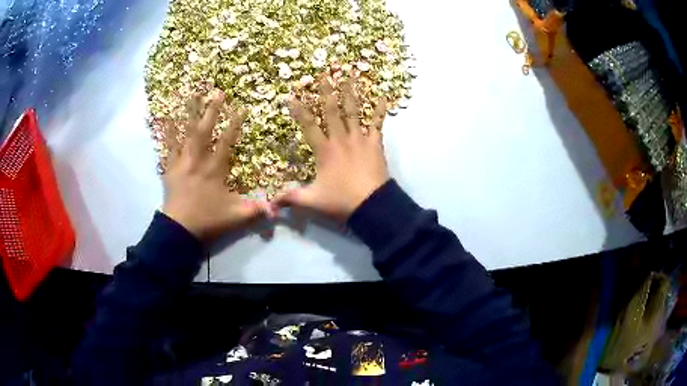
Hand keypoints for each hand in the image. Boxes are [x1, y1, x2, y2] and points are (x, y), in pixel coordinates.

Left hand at [162, 91, 271, 240]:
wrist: (180, 230)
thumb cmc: (208, 220)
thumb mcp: (236, 217)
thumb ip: (256, 210)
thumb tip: (277, 209)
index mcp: (214, 169)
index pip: (226, 141)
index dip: (235, 124)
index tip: (242, 108)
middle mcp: (198, 160)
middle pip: (204, 131)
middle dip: (212, 111)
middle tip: (218, 92)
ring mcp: (182, 163)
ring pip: (185, 134)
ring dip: (189, 114)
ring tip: (191, 96)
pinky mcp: (170, 169)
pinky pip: (169, 147)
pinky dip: (167, 133)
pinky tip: (166, 120)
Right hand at [274, 76, 389, 220]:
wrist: (372, 205)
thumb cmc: (341, 201)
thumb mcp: (312, 201)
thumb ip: (291, 197)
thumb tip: (271, 202)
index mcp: (325, 150)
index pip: (308, 126)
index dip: (299, 111)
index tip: (291, 97)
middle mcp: (341, 139)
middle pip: (332, 111)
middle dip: (326, 92)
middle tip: (323, 74)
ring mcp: (360, 139)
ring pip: (354, 112)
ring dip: (350, 93)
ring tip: (349, 76)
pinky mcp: (375, 143)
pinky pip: (377, 123)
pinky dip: (380, 110)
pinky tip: (383, 96)